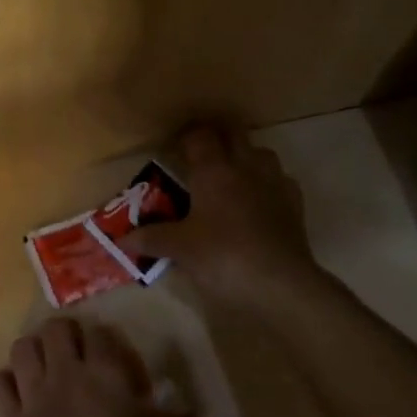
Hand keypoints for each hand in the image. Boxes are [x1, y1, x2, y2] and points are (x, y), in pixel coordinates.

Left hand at [0, 319, 180, 416]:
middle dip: (66, 334)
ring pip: (22, 347)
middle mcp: (66, 372)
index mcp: (105, 373)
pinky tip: (18, 393)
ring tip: (45, 365)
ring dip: (33, 351)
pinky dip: (5, 383)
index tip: (119, 364)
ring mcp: (34, 393)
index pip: (102, 333)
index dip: (109, 342)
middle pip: (56, 327)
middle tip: (78, 355)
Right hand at [121, 124, 321, 306]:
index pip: (199, 135)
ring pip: (261, 152)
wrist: (281, 284)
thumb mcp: (180, 249)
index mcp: (213, 170)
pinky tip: (260, 201)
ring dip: (246, 156)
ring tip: (232, 174)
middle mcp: (245, 166)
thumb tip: (121, 238)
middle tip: (202, 153)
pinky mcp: (295, 204)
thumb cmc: (223, 256)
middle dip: (218, 136)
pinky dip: (268, 184)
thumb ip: (151, 238)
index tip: (175, 146)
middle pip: (234, 132)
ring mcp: (274, 182)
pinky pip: (281, 180)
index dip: (186, 136)